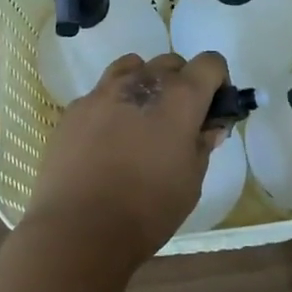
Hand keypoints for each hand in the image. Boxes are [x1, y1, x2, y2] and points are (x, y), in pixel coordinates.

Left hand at [21, 51, 230, 277]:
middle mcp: (142, 82)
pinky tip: (107, 139)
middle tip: (178, 121)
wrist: (79, 228)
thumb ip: (202, 145)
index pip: (210, 63)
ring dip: (145, 84)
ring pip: (132, 67)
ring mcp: (103, 92)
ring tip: (141, 119)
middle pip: (171, 62)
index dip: (218, 81)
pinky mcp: (74, 109)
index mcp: (180, 97)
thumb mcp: (191, 181)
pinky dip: (112, 105)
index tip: (213, 109)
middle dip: (182, 83)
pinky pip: (101, 93)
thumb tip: (209, 128)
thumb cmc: (148, 208)